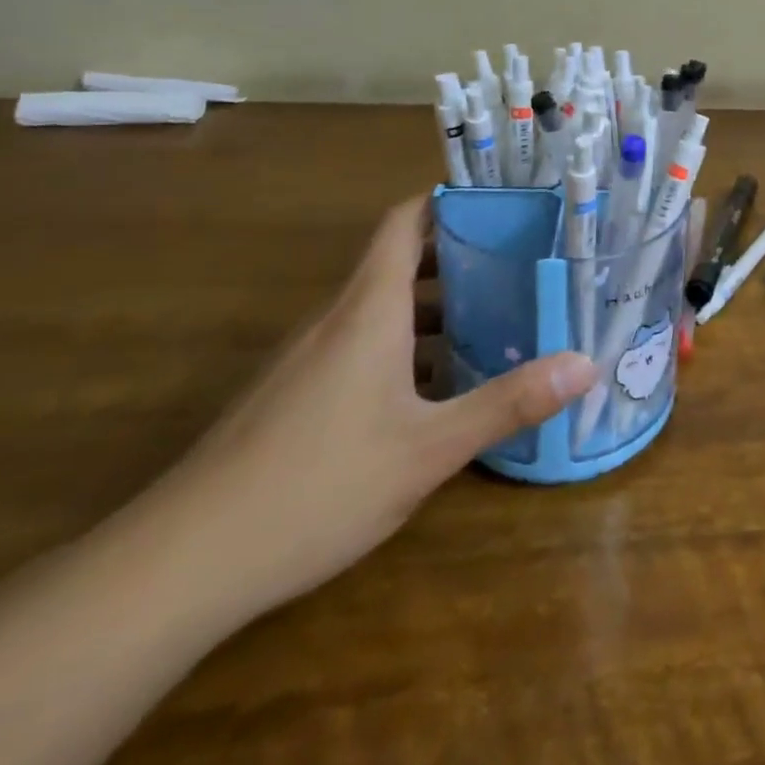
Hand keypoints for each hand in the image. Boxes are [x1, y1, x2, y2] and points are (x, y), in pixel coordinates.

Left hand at [147, 196, 597, 619]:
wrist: (178, 565)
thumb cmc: (316, 485)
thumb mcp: (428, 449)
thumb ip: (508, 403)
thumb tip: (586, 364)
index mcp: (369, 309)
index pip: (405, 221)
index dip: (448, 200)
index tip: (501, 202)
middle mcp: (336, 318)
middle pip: (401, 261)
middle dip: (461, 257)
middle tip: (521, 265)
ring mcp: (308, 357)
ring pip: (381, 307)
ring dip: (436, 306)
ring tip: (496, 321)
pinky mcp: (294, 393)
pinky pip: (360, 343)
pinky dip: (405, 344)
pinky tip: (436, 388)